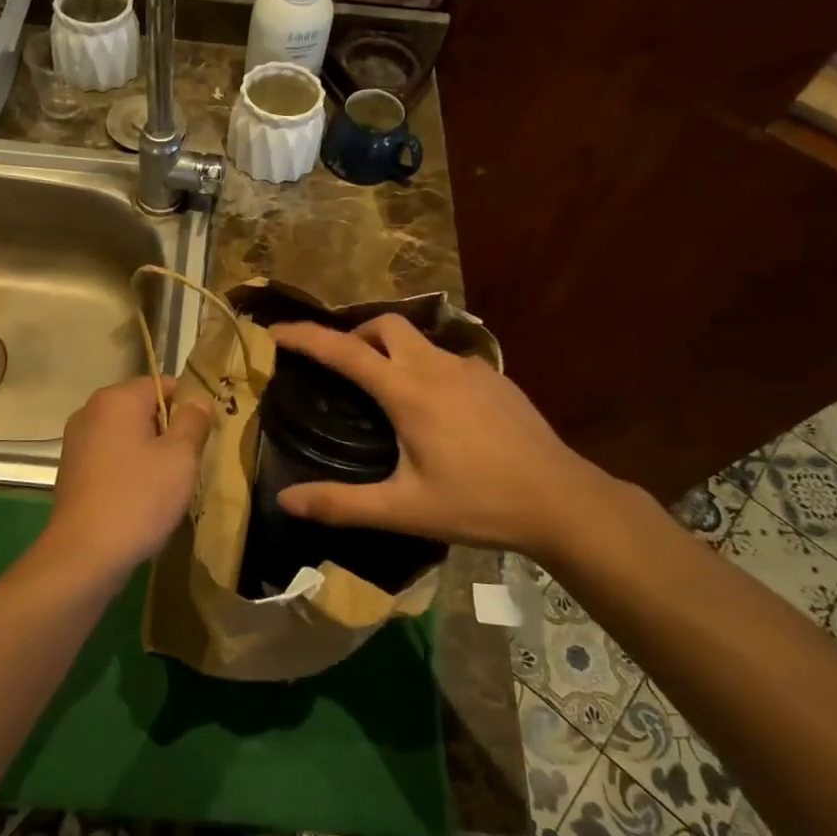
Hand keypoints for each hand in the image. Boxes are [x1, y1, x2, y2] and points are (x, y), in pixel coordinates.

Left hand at [46, 376, 214, 573]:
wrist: (85, 554)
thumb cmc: (138, 498)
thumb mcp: (180, 457)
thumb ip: (193, 422)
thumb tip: (198, 402)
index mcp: (116, 399)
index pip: (163, 384)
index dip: (189, 406)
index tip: (203, 437)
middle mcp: (91, 411)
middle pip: (143, 409)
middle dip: (169, 431)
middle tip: (189, 463)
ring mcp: (77, 441)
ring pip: (127, 435)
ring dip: (150, 453)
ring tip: (167, 485)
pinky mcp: (72, 470)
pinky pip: (111, 457)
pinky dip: (128, 469)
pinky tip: (141, 497)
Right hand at [268, 316, 617, 560]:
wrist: (562, 500)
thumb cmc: (478, 503)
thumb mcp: (403, 510)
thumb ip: (341, 505)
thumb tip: (285, 501)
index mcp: (408, 392)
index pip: (344, 351)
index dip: (305, 337)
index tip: (275, 332)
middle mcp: (436, 367)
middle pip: (385, 325)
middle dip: (354, 334)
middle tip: (339, 367)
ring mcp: (471, 368)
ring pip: (418, 339)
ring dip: (390, 350)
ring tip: (383, 388)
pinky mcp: (496, 378)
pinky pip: (447, 357)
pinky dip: (424, 366)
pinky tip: (434, 407)